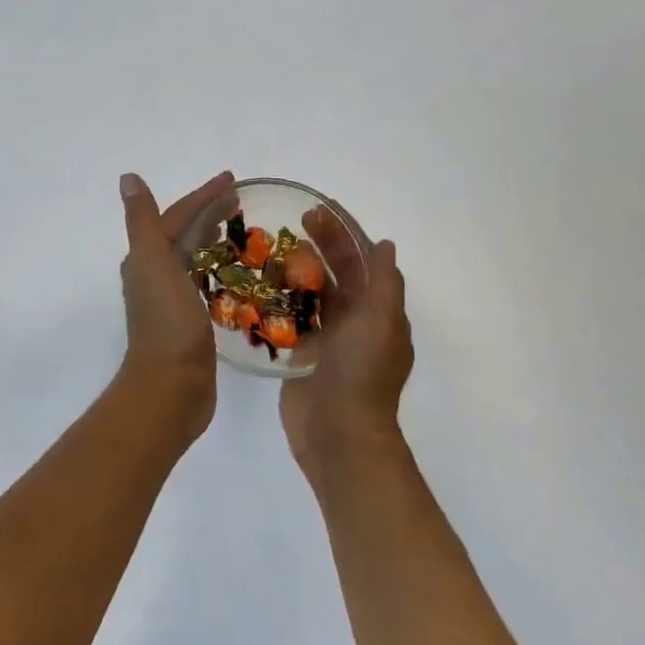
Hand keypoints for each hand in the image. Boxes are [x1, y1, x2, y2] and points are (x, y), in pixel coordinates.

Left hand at [116, 170, 235, 438]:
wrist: (171, 386)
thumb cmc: (167, 321)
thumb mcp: (153, 261)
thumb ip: (143, 220)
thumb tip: (127, 178)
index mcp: (146, 258)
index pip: (177, 216)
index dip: (203, 196)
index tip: (234, 180)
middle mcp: (153, 275)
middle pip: (184, 234)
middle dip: (209, 214)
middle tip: (242, 202)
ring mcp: (170, 300)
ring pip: (193, 258)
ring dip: (212, 241)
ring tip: (239, 231)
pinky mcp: (188, 322)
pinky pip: (203, 284)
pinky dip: (217, 271)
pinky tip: (234, 275)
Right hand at [280, 207, 414, 487]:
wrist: (338, 432)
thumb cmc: (361, 372)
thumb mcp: (380, 321)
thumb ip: (383, 282)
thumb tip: (385, 245)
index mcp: (378, 312)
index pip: (362, 262)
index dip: (343, 234)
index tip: (318, 212)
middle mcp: (355, 322)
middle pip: (337, 273)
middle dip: (319, 246)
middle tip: (290, 222)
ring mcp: (328, 340)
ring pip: (313, 295)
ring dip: (297, 270)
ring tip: (270, 249)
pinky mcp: (302, 355)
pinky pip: (292, 320)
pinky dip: (281, 301)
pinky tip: (260, 285)